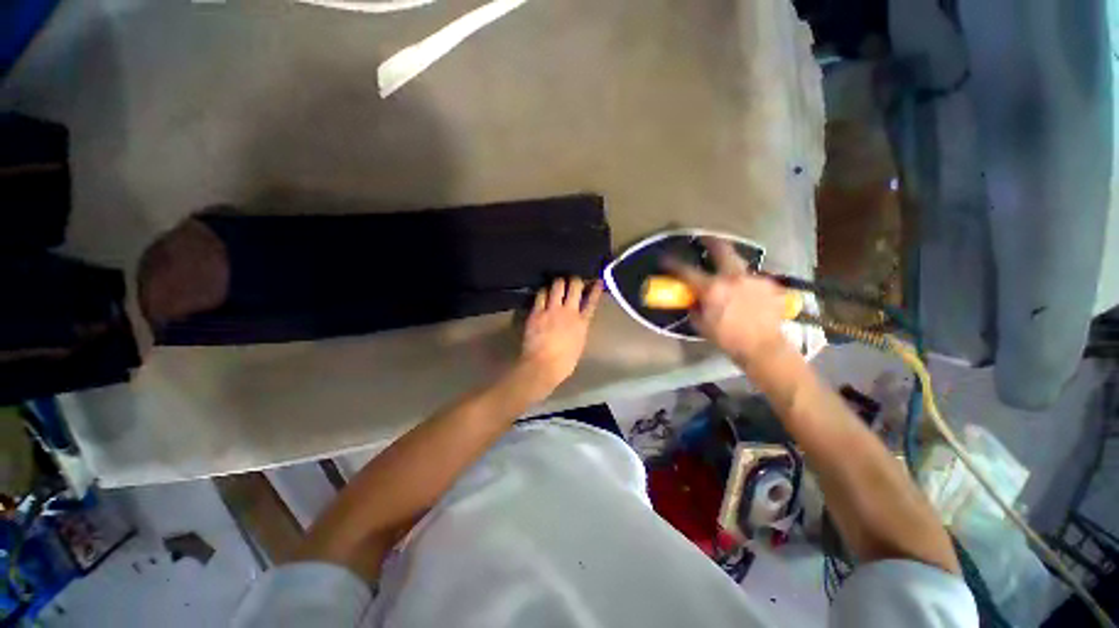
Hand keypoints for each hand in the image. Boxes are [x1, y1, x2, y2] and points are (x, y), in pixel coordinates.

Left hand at [517, 277, 603, 396]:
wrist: (542, 366)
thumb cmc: (563, 363)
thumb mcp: (578, 345)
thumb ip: (579, 330)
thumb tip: (577, 323)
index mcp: (582, 323)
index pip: (591, 301)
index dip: (595, 289)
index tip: (597, 281)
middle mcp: (569, 312)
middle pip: (575, 286)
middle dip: (575, 280)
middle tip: (573, 280)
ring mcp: (552, 310)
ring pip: (557, 285)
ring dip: (558, 282)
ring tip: (557, 283)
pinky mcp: (537, 312)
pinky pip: (541, 294)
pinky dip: (543, 291)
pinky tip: (543, 291)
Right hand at [664, 238, 787, 360]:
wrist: (763, 348)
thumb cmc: (727, 339)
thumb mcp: (702, 325)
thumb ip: (695, 307)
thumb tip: (693, 299)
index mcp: (712, 288)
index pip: (686, 271)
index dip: (672, 264)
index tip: (665, 259)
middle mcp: (733, 277)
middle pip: (721, 249)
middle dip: (710, 241)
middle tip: (704, 239)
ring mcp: (754, 279)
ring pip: (740, 264)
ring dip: (731, 267)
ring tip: (730, 278)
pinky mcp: (770, 285)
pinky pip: (754, 280)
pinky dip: (747, 285)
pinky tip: (749, 296)